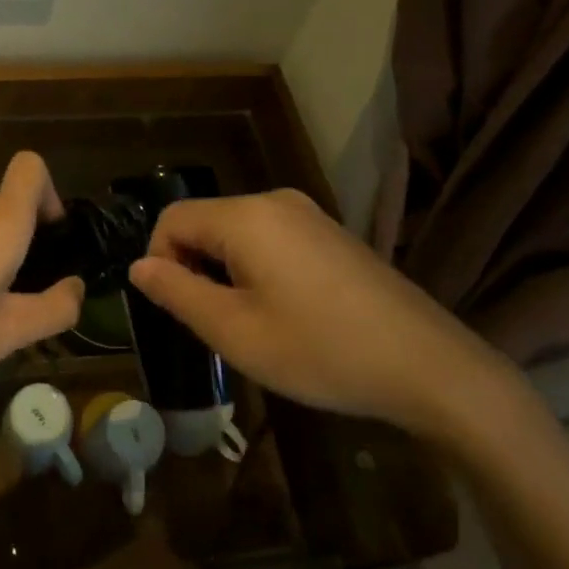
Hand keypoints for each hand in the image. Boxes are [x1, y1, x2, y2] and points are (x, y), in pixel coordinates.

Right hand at [126, 189, 504, 437]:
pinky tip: (287, 313)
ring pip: (238, 233)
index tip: (178, 310)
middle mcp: (276, 201)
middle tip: (215, 325)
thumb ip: (177, 293)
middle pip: (205, 222)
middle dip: (194, 268)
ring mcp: (309, 215)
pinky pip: (271, 240)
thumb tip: (139, 267)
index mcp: (246, 216)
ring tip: (252, 324)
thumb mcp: (236, 331)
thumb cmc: (321, 350)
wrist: (430, 367)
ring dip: (226, 272)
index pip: (172, 219)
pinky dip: (258, 269)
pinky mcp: (332, 234)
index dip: (159, 262)